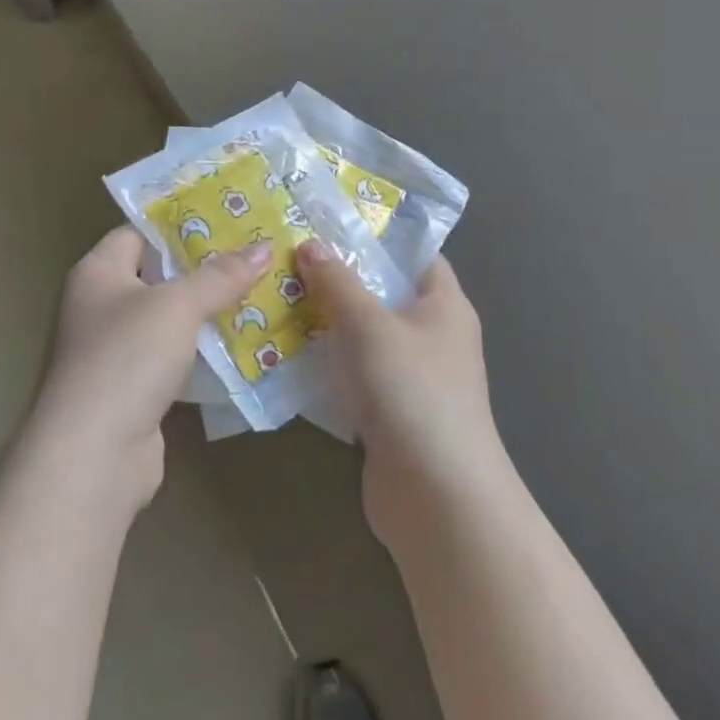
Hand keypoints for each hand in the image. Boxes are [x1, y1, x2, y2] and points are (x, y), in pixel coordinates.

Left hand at [29, 226, 270, 511]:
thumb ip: (221, 275)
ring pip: (170, 318)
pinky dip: (204, 349)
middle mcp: (102, 305)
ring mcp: (117, 350)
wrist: (94, 456)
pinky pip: (175, 355)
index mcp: (99, 272)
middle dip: (205, 266)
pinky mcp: (135, 388)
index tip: (228, 216)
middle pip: (159, 274)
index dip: (180, 222)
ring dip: (209, 309)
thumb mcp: (178, 305)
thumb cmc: (127, 358)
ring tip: (260, 289)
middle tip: (254, 251)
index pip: (139, 231)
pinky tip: (243, 340)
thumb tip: (264, 247)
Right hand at [297, 242, 506, 548]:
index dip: (376, 235)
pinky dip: (327, 363)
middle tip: (288, 256)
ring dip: (326, 322)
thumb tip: (310, 244)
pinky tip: (285, 352)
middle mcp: (432, 335)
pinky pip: (354, 374)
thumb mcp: (371, 326)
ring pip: (364, 335)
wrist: (437, 498)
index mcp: (444, 304)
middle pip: (382, 293)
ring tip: (276, 295)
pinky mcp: (389, 411)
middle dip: (339, 277)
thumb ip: (338, 283)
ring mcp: (411, 376)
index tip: (328, 221)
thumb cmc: (413, 392)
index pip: (414, 253)